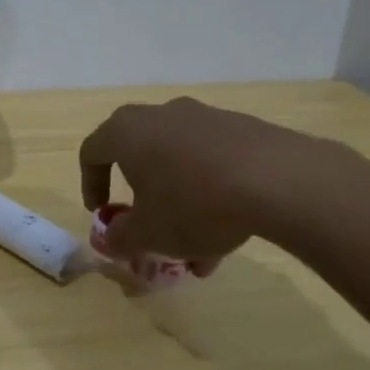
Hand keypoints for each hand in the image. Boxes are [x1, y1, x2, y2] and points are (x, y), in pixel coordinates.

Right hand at [78, 97, 321, 270]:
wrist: (278, 180)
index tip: (102, 213)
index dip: (91, 184)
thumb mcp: (148, 234)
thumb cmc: (194, 203)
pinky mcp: (242, 130)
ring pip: (180, 166)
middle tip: (148, 230)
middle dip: (142, 201)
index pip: (93, 151)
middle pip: (140, 157)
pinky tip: (228, 234)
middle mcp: (163, 116)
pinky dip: (211, 197)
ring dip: (180, 207)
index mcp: (128, 132)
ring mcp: (205, 119)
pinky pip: (212, 165)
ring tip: (197, 254)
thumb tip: (111, 238)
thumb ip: (120, 237)